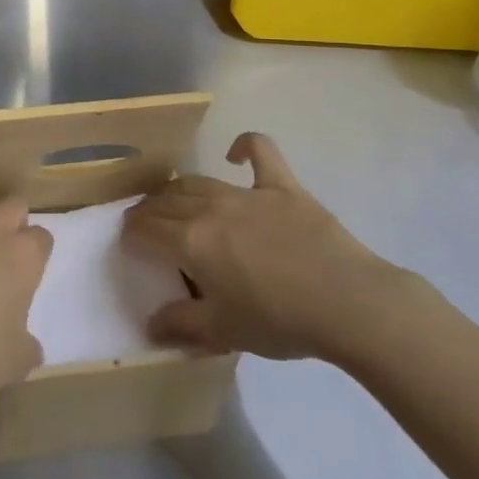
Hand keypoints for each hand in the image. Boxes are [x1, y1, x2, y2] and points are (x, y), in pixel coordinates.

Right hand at [121, 132, 420, 365]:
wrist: (348, 304)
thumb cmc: (281, 322)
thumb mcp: (224, 332)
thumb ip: (181, 325)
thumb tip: (149, 325)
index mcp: (191, 242)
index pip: (146, 229)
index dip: (132, 234)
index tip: (129, 242)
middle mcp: (210, 208)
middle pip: (166, 201)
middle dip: (149, 211)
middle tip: (147, 225)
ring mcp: (247, 193)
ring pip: (198, 181)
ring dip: (179, 189)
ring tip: (176, 201)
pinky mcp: (282, 186)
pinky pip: (260, 151)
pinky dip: (244, 145)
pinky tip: (235, 155)